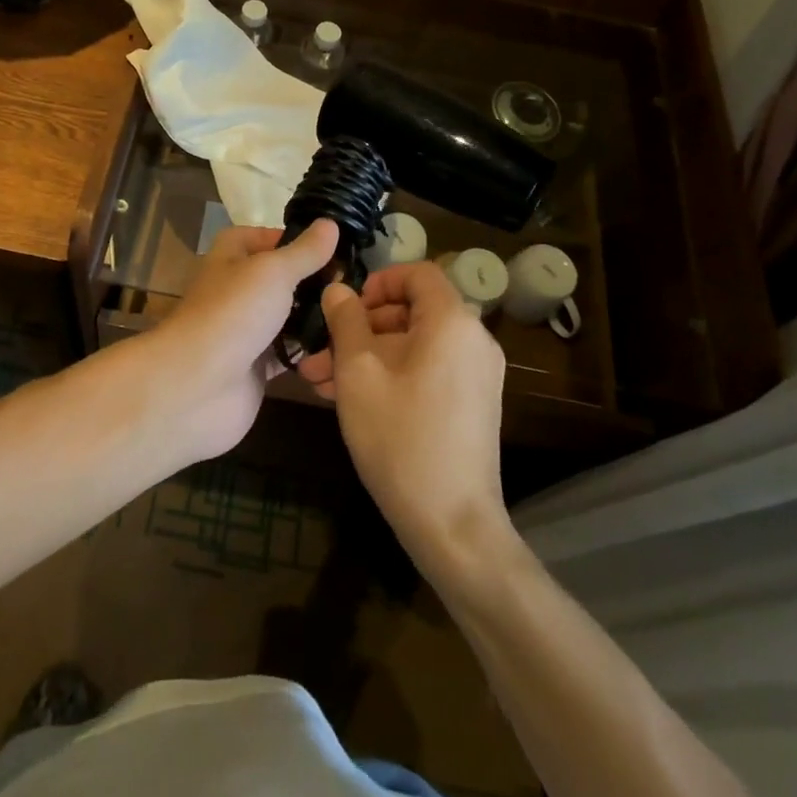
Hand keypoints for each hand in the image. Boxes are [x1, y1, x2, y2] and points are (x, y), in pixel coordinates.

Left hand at [130, 220, 339, 463]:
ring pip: (287, 317)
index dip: (295, 239)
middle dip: (314, 282)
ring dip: (316, 317)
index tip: (334, 246)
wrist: (197, 385)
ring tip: (358, 314)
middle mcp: (237, 289)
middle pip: (280, 279)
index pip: (264, 237)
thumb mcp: (273, 271)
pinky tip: (344, 347)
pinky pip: (289, 353)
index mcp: (231, 257)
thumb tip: (330, 223)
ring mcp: (245, 330)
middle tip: (356, 284)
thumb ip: (305, 251)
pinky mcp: (255, 367)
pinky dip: (310, 352)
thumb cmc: (233, 312)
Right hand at [305, 263, 511, 570]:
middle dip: (361, 327)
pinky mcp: (472, 403)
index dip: (379, 281)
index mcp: (452, 322)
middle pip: (412, 311)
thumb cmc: (400, 437)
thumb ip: (345, 322)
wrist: (452, 523)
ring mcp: (477, 374)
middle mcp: (473, 340)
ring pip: (414, 345)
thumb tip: (338, 290)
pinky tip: (350, 399)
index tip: (346, 307)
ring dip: (367, 355)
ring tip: (320, 381)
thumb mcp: (358, 373)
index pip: (418, 273)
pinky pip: (427, 369)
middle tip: (320, 352)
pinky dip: (391, 374)